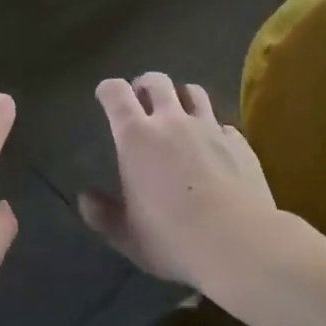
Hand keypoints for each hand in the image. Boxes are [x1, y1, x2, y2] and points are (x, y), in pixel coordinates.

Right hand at [80, 72, 284, 291]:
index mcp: (135, 136)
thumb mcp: (126, 235)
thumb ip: (102, 214)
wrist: (240, 245)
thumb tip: (85, 197)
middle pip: (156, 81)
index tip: (105, 97)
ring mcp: (209, 128)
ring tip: (179, 113)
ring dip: (181, 97)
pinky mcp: (239, 143)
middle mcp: (171, 121)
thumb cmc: (173, 238)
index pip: (115, 92)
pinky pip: (223, 124)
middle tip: (141, 101)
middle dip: (145, 85)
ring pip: (193, 92)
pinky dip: (214, 129)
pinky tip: (214, 146)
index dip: (108, 90)